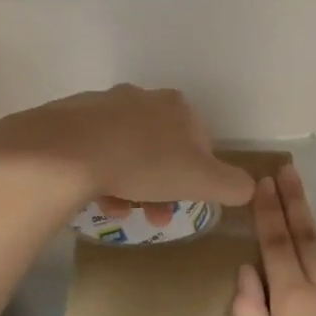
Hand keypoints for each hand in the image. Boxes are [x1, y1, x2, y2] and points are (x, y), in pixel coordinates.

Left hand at [0, 85, 256, 210]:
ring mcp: (103, 105)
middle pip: (163, 149)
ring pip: (128, 151)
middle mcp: (142, 98)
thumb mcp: (203, 181)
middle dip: (163, 186)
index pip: (201, 143)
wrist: (67, 152)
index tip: (187, 202)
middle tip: (155, 217)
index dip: (199, 177)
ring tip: (122, 212)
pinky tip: (96, 198)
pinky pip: (95, 151)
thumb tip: (247, 188)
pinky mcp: (70, 119)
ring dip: (132, 185)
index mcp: (177, 107)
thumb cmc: (145, 164)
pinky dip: (102, 176)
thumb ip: (233, 185)